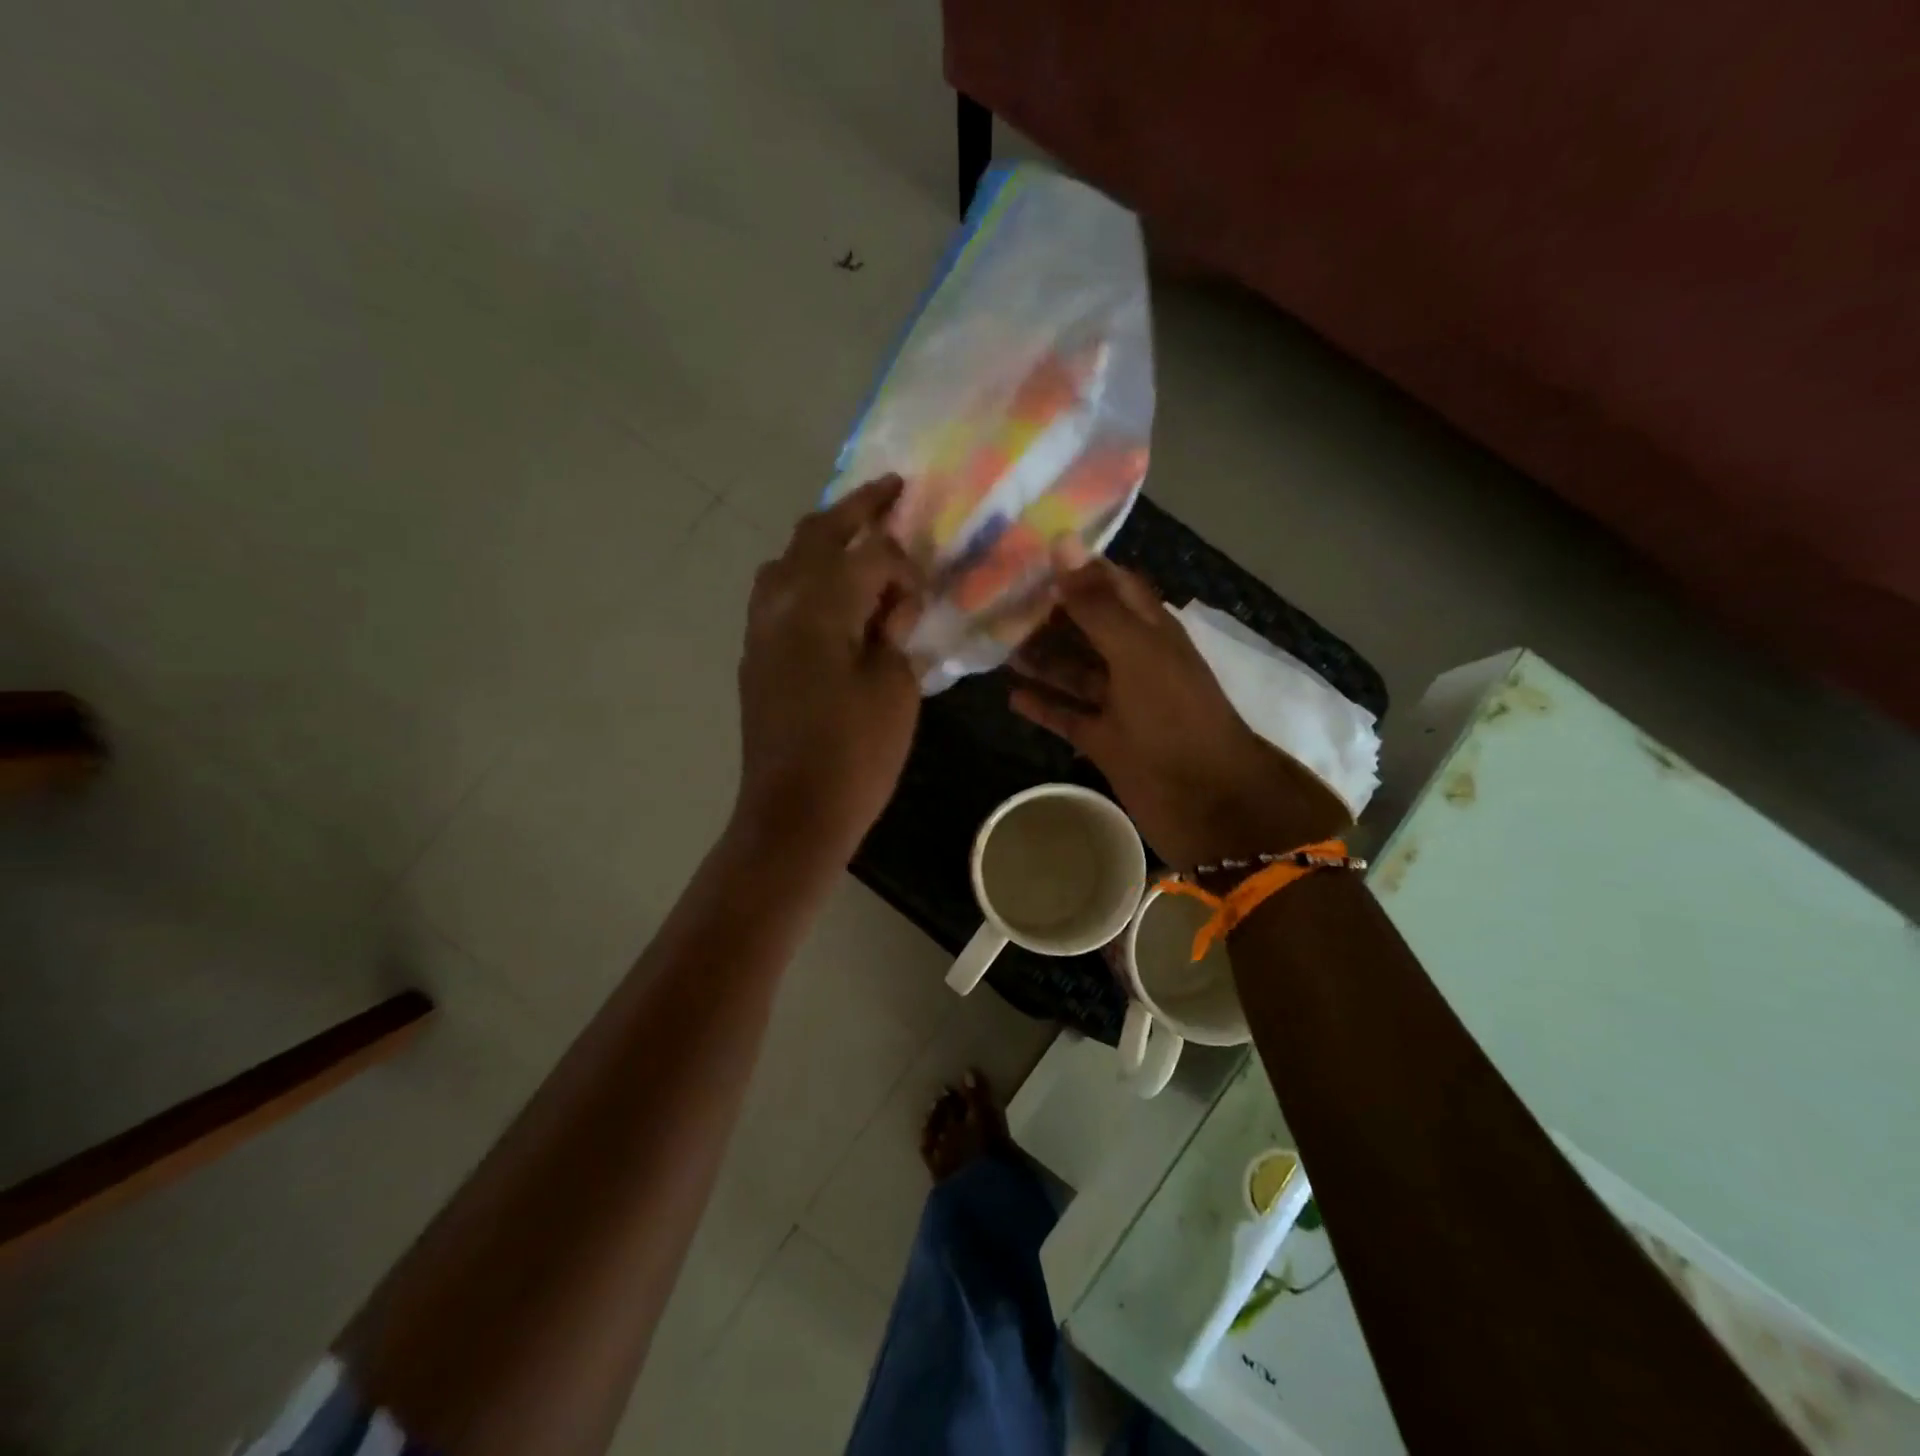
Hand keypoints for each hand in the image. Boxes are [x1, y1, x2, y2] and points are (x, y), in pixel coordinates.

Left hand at [735, 476, 922, 857]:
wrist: (794, 813)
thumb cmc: (854, 754)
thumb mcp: (895, 688)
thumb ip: (895, 633)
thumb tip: (888, 607)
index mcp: (819, 604)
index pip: (869, 554)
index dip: (904, 566)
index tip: (924, 598)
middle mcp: (780, 602)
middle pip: (817, 534)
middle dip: (857, 508)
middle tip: (891, 490)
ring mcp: (760, 628)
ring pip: (788, 559)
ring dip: (824, 539)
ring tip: (858, 540)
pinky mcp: (756, 654)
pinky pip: (778, 592)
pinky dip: (806, 575)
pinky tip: (832, 593)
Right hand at [1010, 558, 1351, 867]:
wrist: (1206, 798)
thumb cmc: (1175, 715)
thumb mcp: (1136, 651)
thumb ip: (1096, 604)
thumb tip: (1061, 544)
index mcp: (1149, 630)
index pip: (1109, 585)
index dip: (1074, 568)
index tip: (1025, 554)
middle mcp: (1133, 660)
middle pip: (1085, 627)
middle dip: (1047, 613)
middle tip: (994, 599)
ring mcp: (1119, 703)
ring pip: (1073, 672)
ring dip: (1040, 658)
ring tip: (994, 643)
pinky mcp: (1105, 740)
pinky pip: (1068, 716)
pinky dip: (1044, 706)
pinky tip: (1011, 696)